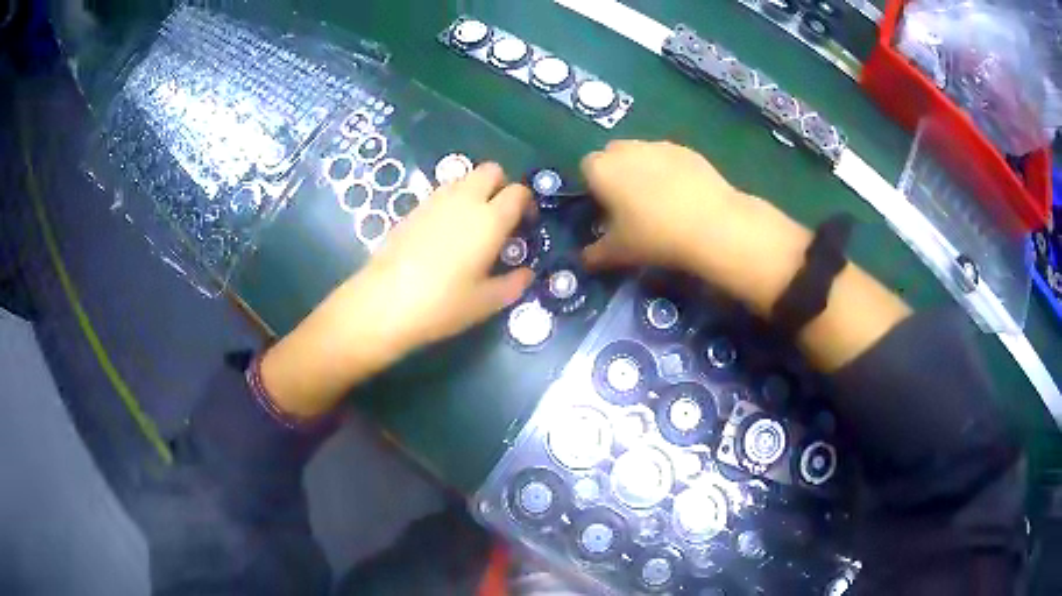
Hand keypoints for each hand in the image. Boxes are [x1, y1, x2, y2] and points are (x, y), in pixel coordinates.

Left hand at [357, 162, 534, 352]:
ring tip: (472, 225)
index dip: (527, 203)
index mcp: (490, 219)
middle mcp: (465, 200)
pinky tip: (445, 233)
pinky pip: (442, 193)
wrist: (385, 302)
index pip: (518, 191)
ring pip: (465, 178)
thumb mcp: (486, 302)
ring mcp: (436, 200)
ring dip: (476, 191)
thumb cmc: (442, 304)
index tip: (525, 224)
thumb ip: (513, 284)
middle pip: (492, 170)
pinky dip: (453, 202)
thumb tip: (526, 273)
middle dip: (502, 185)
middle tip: (501, 216)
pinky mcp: (413, 208)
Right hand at [581, 140, 754, 273]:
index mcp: (602, 169)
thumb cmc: (654, 236)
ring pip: (642, 154)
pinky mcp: (686, 150)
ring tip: (661, 201)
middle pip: (613, 155)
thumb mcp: (619, 252)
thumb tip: (585, 259)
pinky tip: (684, 197)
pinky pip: (669, 158)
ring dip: (644, 170)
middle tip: (631, 205)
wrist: (712, 225)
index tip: (605, 209)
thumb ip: (595, 254)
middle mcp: (626, 149)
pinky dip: (670, 172)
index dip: (593, 187)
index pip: (586, 168)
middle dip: (617, 173)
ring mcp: (658, 146)